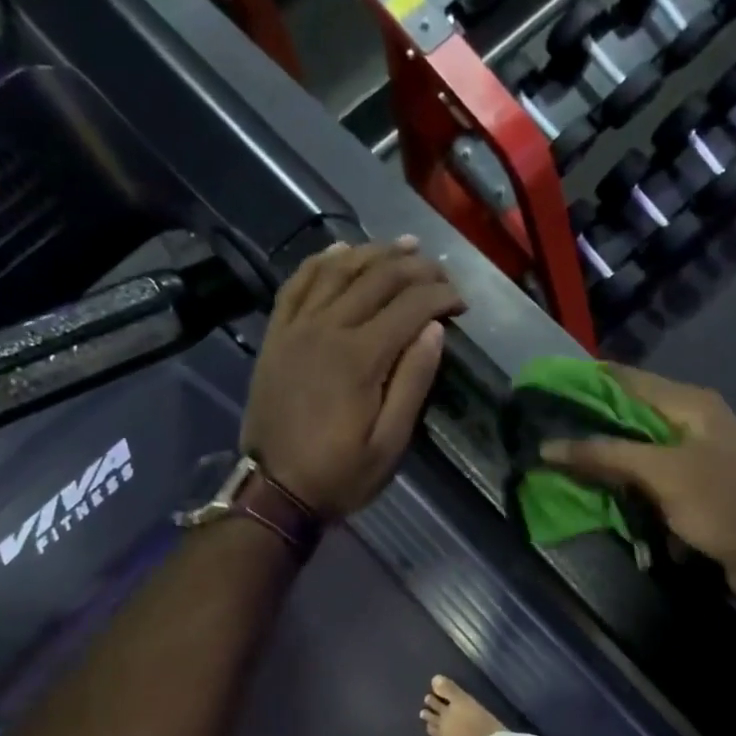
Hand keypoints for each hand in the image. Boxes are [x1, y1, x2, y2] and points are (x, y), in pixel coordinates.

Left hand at [242, 239, 463, 516]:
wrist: (274, 489)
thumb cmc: (339, 474)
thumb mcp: (389, 443)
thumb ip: (413, 383)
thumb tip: (434, 330)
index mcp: (360, 358)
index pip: (410, 306)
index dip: (441, 296)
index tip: (462, 303)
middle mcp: (327, 329)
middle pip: (377, 278)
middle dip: (416, 268)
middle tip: (441, 271)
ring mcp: (296, 328)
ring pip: (337, 271)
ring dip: (373, 253)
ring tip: (402, 246)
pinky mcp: (277, 335)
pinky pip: (297, 284)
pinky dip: (320, 262)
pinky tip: (341, 251)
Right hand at [541, 364, 735, 598]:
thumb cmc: (727, 504)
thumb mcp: (663, 474)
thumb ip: (606, 456)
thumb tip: (548, 446)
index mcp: (688, 404)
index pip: (624, 380)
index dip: (582, 383)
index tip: (539, 395)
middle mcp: (690, 425)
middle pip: (627, 419)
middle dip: (586, 431)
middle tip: (539, 441)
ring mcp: (693, 462)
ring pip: (635, 457)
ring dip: (603, 468)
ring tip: (556, 474)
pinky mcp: (694, 496)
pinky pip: (649, 488)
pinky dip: (626, 496)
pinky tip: (598, 505)